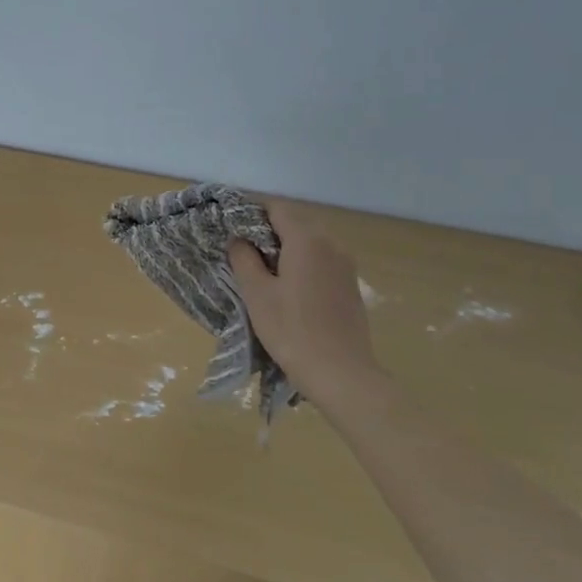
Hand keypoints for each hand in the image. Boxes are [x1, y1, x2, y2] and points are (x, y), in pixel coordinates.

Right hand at [228, 199, 389, 409]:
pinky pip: (322, 260)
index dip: (252, 211)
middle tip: (242, 249)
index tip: (231, 225)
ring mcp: (346, 265)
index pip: (277, 208)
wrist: (341, 373)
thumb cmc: (292, 330)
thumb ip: (244, 258)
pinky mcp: (350, 285)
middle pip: (296, 222)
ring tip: (262, 270)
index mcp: (307, 240)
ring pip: (310, 242)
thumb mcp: (256, 294)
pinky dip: (302, 262)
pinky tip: (288, 287)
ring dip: (286, 247)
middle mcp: (331, 244)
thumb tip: (239, 239)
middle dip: (268, 229)